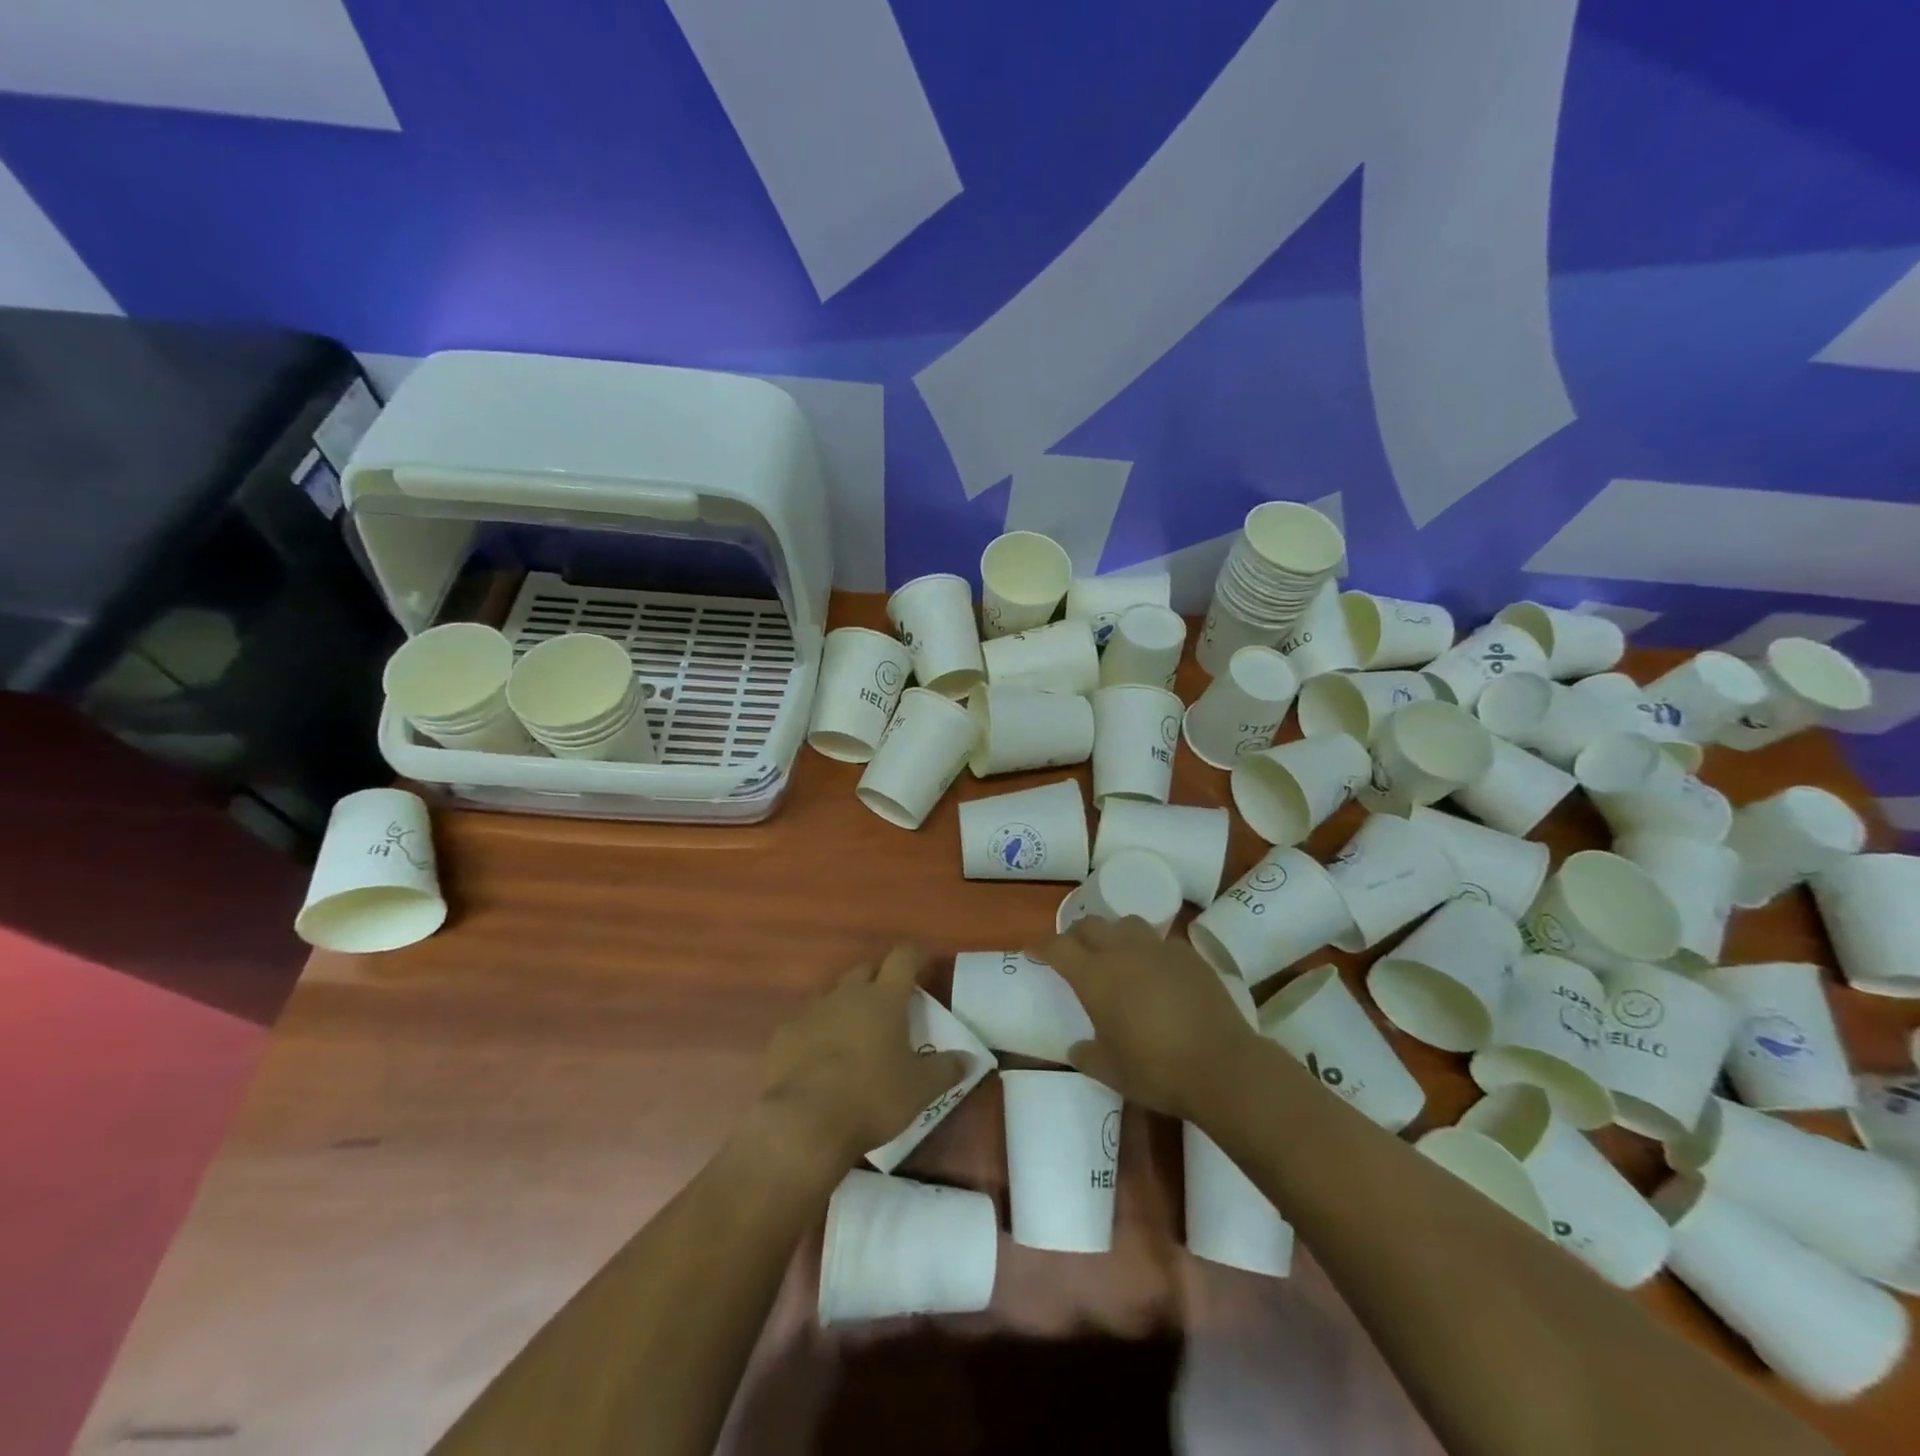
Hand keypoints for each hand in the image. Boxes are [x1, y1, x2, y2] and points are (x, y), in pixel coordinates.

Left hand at [757, 946, 969, 1171]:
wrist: (803, 1123)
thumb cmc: (872, 1097)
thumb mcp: (920, 1089)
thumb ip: (947, 1070)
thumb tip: (970, 1059)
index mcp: (884, 998)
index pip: (903, 958)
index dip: (916, 956)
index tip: (925, 962)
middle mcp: (847, 995)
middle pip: (866, 970)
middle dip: (880, 977)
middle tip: (892, 1000)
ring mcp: (812, 1012)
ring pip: (834, 995)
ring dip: (848, 1005)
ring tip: (857, 1032)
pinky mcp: (784, 1036)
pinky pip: (807, 1023)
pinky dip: (819, 1031)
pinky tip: (822, 1058)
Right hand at [1032, 917, 1263, 1121]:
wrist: (1221, 1065)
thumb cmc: (1156, 1070)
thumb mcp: (1110, 1071)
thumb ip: (1087, 1055)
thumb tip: (1077, 1047)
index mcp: (1095, 976)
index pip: (1058, 947)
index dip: (1041, 946)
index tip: (1033, 950)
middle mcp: (1123, 952)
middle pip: (1091, 925)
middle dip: (1076, 934)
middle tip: (1074, 951)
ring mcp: (1159, 949)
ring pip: (1127, 924)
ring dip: (1114, 935)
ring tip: (1116, 955)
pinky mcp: (1189, 956)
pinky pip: (1161, 942)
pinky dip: (1149, 951)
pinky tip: (1157, 973)